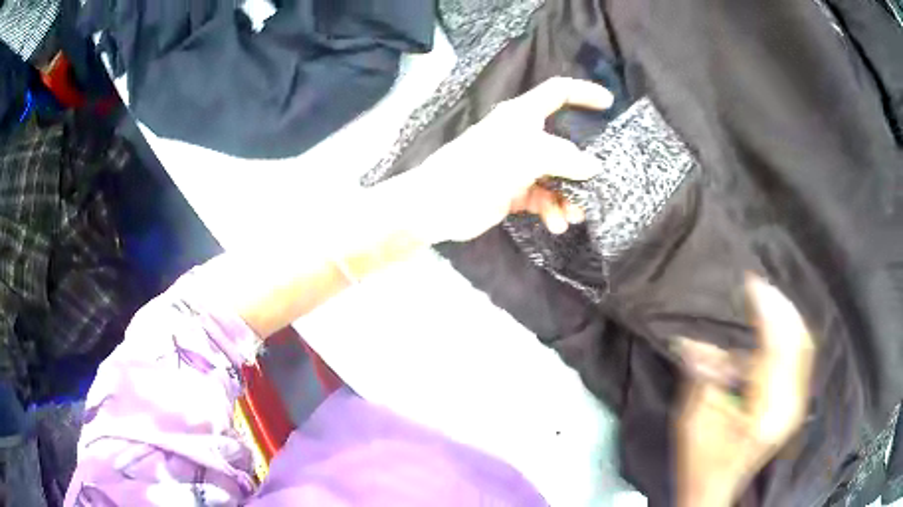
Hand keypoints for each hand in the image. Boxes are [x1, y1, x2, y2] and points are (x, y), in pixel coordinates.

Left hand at [395, 77, 612, 243]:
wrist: (438, 204)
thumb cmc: (480, 168)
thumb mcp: (527, 155)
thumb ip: (564, 157)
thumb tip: (593, 167)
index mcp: (523, 115)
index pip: (558, 92)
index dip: (584, 93)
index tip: (609, 103)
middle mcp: (522, 136)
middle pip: (564, 145)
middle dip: (582, 167)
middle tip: (597, 187)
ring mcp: (517, 165)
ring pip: (556, 176)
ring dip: (568, 196)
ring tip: (573, 216)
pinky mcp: (512, 191)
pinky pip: (542, 198)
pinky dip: (551, 209)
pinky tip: (556, 224)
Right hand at [675, 276, 814, 506]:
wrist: (714, 488)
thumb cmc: (701, 460)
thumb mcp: (694, 419)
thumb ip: (704, 375)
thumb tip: (696, 337)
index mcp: (767, 410)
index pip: (777, 348)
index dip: (767, 311)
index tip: (751, 282)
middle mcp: (790, 404)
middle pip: (798, 342)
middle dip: (781, 307)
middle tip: (758, 284)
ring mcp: (796, 403)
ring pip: (803, 346)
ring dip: (787, 317)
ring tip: (766, 297)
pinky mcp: (795, 402)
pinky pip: (801, 357)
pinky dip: (790, 334)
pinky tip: (774, 323)